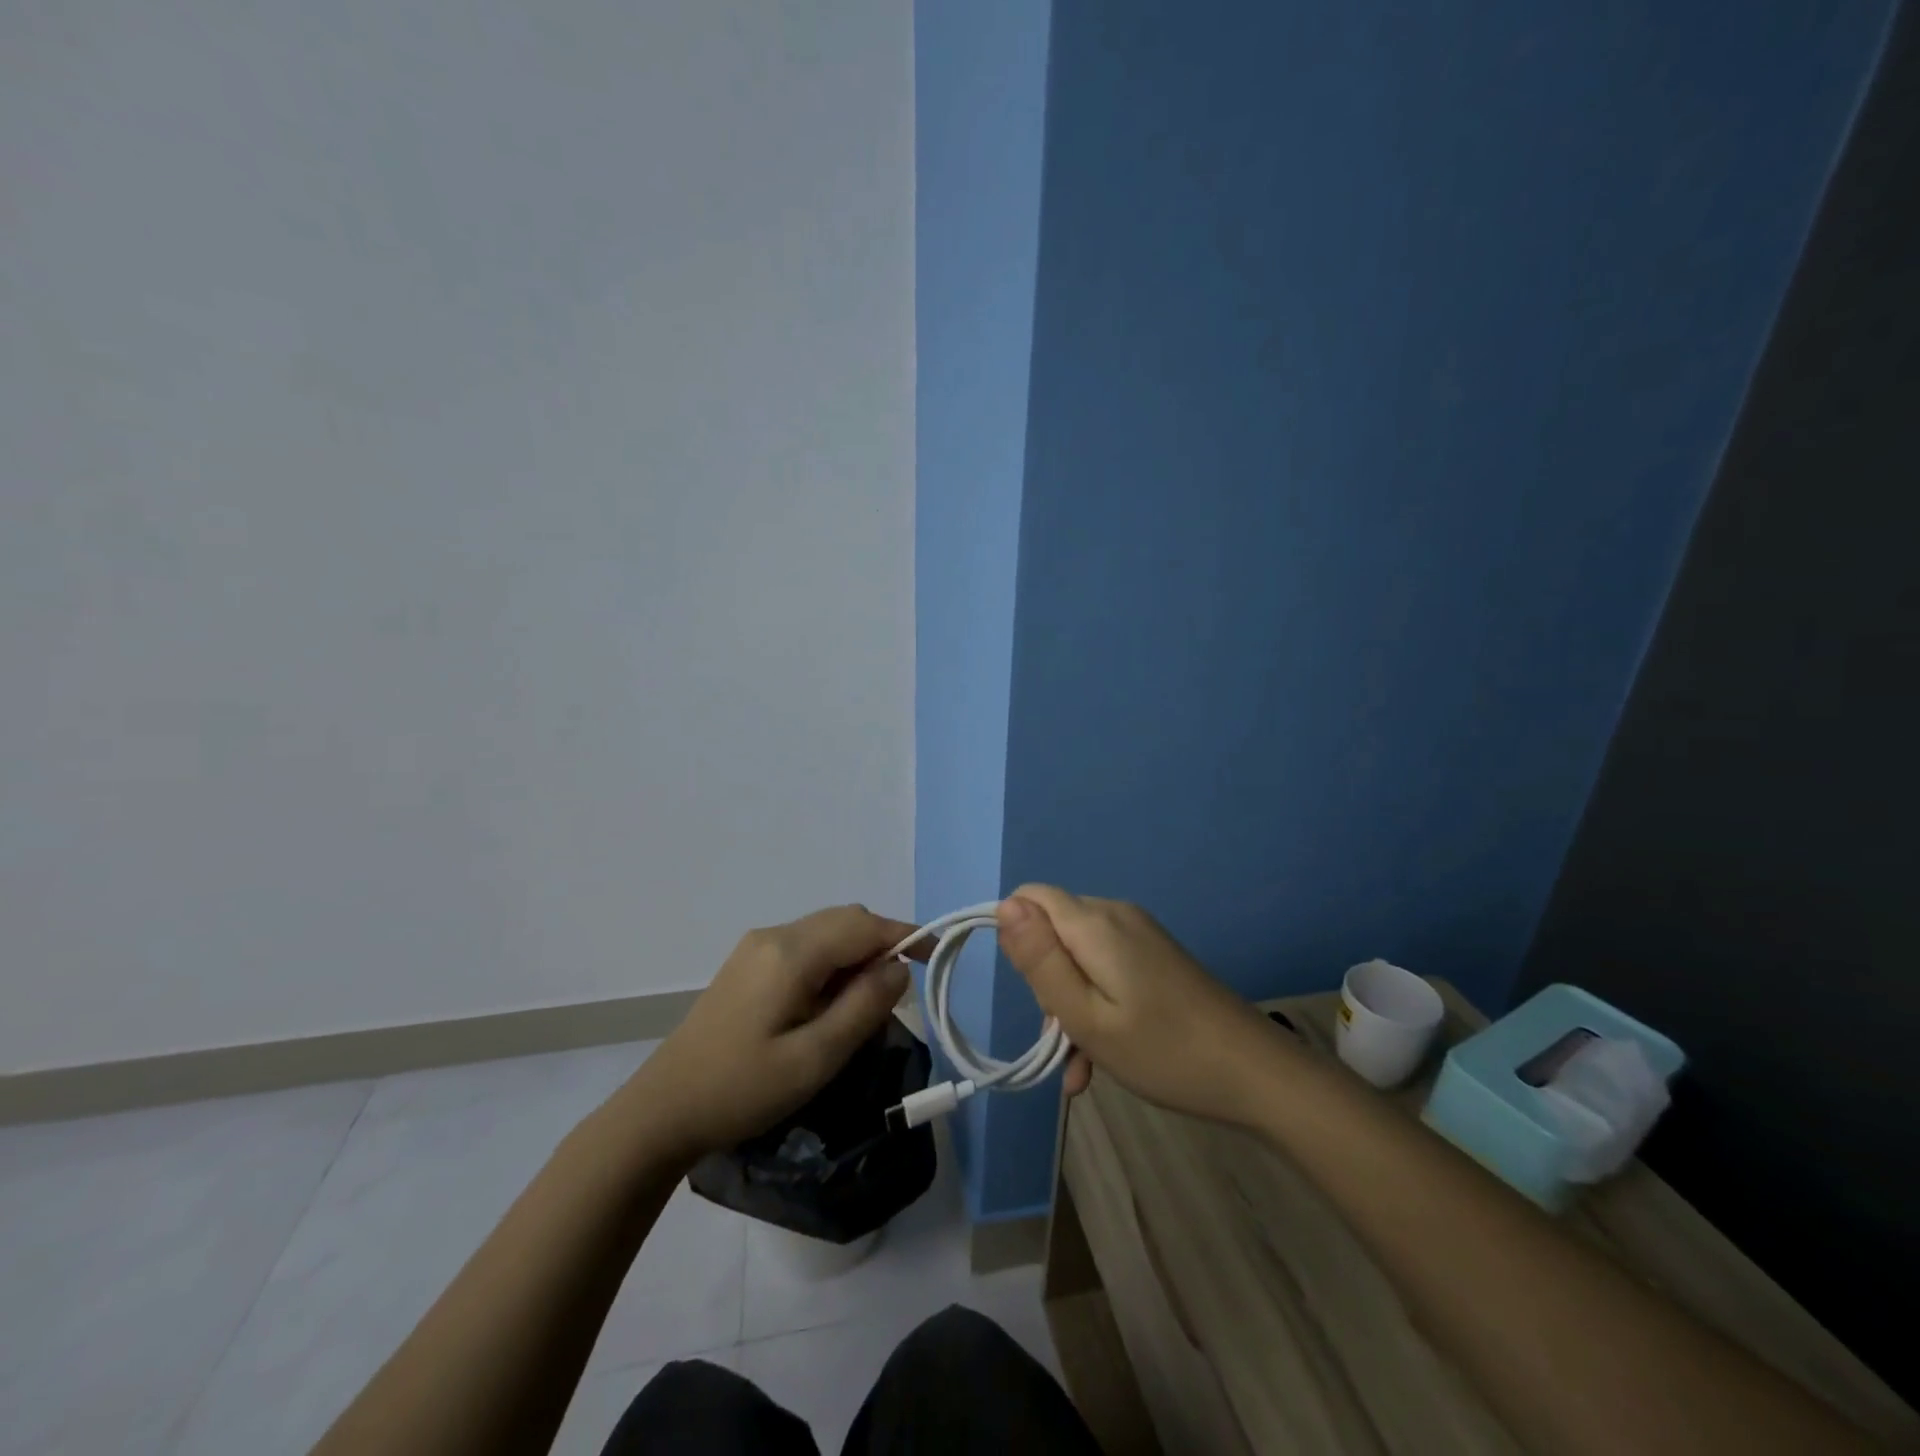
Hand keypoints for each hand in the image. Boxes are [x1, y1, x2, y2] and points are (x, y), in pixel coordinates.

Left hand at [628, 905, 919, 1159]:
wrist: (662, 1110)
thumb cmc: (742, 1089)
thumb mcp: (814, 1058)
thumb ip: (863, 1007)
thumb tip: (898, 969)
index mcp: (791, 952)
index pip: (863, 925)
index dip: (905, 935)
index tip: (936, 957)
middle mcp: (775, 935)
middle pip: (845, 920)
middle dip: (881, 946)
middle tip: (896, 997)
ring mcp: (757, 946)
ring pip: (826, 932)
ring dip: (856, 956)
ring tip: (863, 1007)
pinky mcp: (748, 964)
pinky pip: (805, 947)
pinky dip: (832, 963)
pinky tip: (827, 1005)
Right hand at [996, 886, 1282, 1125]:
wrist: (1256, 1073)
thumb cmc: (1163, 1051)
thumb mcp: (1086, 1016)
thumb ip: (1040, 961)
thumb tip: (1003, 906)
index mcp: (1095, 923)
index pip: (1029, 898)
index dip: (1016, 939)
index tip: (1031, 990)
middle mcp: (1115, 914)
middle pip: (1053, 930)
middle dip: (1046, 982)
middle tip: (1062, 1040)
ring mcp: (1139, 934)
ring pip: (1078, 956)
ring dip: (1070, 1005)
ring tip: (1083, 1065)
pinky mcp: (1155, 954)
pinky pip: (1106, 967)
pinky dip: (1096, 1004)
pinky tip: (1104, 1057)